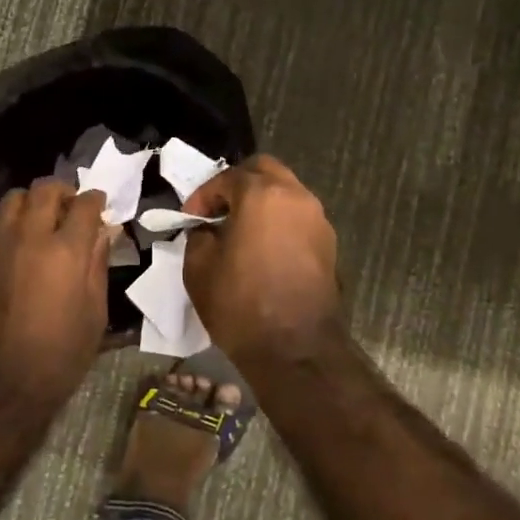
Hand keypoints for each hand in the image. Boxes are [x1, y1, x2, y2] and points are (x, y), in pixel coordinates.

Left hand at [0, 181, 111, 399]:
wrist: (0, 384)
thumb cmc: (60, 354)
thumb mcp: (94, 313)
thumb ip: (98, 264)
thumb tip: (104, 231)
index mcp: (66, 251)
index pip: (84, 205)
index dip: (96, 200)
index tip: (100, 205)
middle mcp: (30, 237)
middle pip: (45, 190)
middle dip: (63, 191)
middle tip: (71, 207)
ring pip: (14, 199)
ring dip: (32, 202)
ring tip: (41, 220)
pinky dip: (9, 221)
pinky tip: (17, 241)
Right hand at [183, 156, 339, 351]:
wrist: (295, 349)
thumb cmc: (241, 304)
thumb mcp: (199, 268)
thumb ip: (200, 236)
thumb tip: (209, 229)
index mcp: (262, 194)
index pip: (227, 177)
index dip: (204, 194)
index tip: (190, 217)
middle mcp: (295, 197)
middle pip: (264, 170)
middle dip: (238, 184)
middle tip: (218, 210)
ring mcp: (317, 219)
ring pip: (286, 192)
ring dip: (262, 201)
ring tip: (239, 229)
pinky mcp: (329, 243)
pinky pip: (298, 217)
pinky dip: (279, 221)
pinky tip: (262, 247)